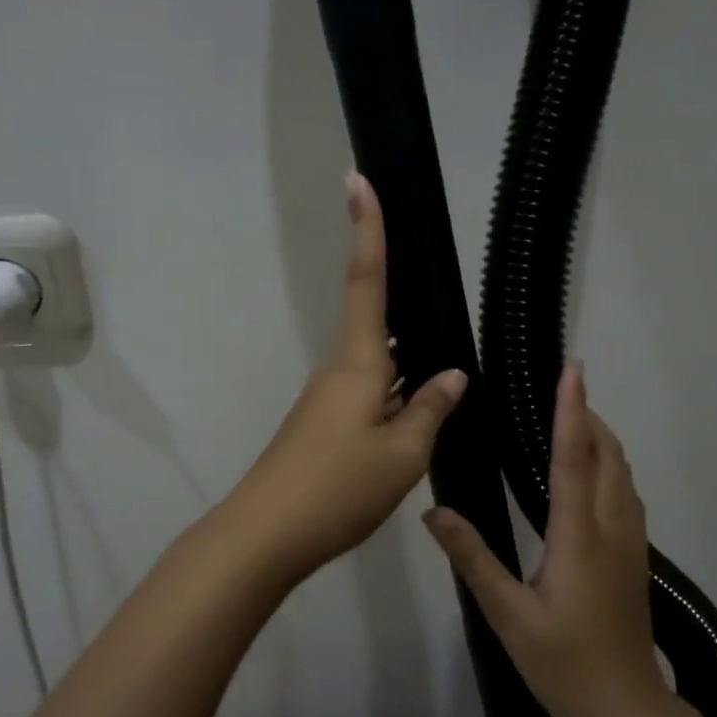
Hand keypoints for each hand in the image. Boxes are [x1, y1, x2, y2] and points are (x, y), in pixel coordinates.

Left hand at [227, 174, 467, 589]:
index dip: (368, 231)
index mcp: (358, 364)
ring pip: (378, 372)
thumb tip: (452, 376)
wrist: (265, 536)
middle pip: (379, 328)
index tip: (359, 180)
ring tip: (448, 385)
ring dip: (408, 373)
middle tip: (446, 310)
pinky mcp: (320, 429)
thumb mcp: (403, 454)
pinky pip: (368, 400)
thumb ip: (430, 409)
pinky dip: (394, 402)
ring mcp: (326, 402)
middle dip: (410, 317)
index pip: (366, 283)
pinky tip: (417, 427)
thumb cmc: (338, 488)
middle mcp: (339, 372)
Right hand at [423, 363, 668, 716]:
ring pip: (623, 473)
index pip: (575, 458)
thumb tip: (437, 512)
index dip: (571, 410)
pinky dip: (608, 465)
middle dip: (588, 415)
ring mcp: (631, 542)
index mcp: (580, 536)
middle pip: (608, 455)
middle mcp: (612, 529)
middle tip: (557, 390)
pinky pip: (626, 492)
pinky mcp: (635, 556)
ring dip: (601, 438)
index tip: (571, 370)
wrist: (625, 707)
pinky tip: (586, 474)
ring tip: (569, 420)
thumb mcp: (508, 615)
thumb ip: (474, 559)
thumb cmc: (563, 662)